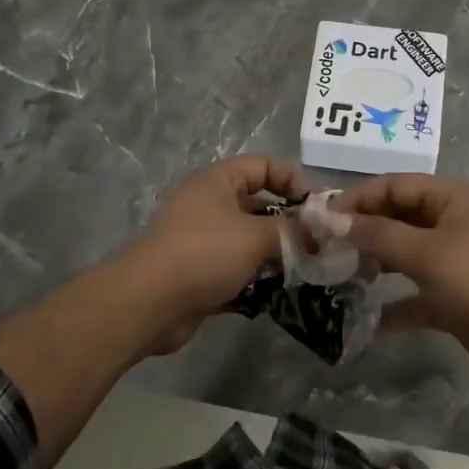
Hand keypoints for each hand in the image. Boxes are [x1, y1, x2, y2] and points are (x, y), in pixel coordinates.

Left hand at [120, 155, 307, 350]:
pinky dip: (257, 278)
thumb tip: (319, 233)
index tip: (318, 208)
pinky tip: (281, 292)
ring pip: (250, 239)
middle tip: (320, 244)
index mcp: (218, 181)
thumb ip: (291, 231)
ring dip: (275, 253)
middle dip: (289, 223)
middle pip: (259, 204)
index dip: (293, 180)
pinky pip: (237, 269)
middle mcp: (210, 204)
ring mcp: (203, 240)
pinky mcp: (200, 273)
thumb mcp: (255, 236)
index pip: (264, 166)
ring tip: (306, 269)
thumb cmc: (204, 253)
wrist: (148, 302)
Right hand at [332, 175, 468, 387]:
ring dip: (372, 266)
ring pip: (402, 255)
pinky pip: (413, 295)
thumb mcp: (426, 253)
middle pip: (396, 218)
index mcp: (450, 198)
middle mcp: (450, 222)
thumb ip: (375, 234)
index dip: (356, 199)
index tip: (320, 220)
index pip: (393, 185)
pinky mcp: (453, 298)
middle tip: (322, 250)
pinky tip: (363, 320)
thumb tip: (328, 219)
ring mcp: (452, 261)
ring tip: (335, 278)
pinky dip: (392, 305)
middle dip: (360, 232)